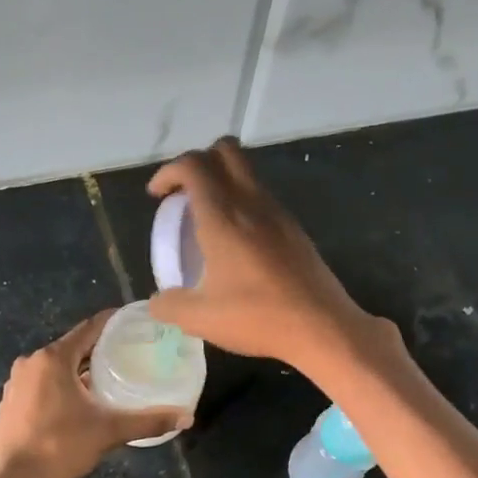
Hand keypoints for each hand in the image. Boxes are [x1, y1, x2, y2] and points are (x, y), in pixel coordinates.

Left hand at [0, 313, 187, 477]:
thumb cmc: (60, 447)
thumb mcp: (108, 432)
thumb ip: (148, 421)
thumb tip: (187, 417)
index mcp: (53, 358)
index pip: (89, 329)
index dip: (113, 323)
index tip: (134, 322)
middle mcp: (31, 362)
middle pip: (72, 347)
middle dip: (99, 351)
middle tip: (129, 355)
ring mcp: (16, 382)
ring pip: (55, 367)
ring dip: (79, 371)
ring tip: (108, 379)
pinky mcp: (10, 402)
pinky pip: (41, 384)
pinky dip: (61, 386)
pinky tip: (78, 403)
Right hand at [146, 138, 382, 378]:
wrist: (321, 327)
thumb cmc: (257, 318)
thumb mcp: (200, 319)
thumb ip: (169, 306)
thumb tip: (156, 301)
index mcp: (223, 217)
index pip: (193, 165)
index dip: (169, 171)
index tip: (156, 196)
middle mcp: (251, 203)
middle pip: (225, 151)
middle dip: (198, 162)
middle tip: (183, 195)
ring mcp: (277, 213)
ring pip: (246, 172)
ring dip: (222, 181)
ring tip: (206, 219)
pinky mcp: (294, 229)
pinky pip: (261, 197)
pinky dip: (241, 203)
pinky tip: (236, 242)